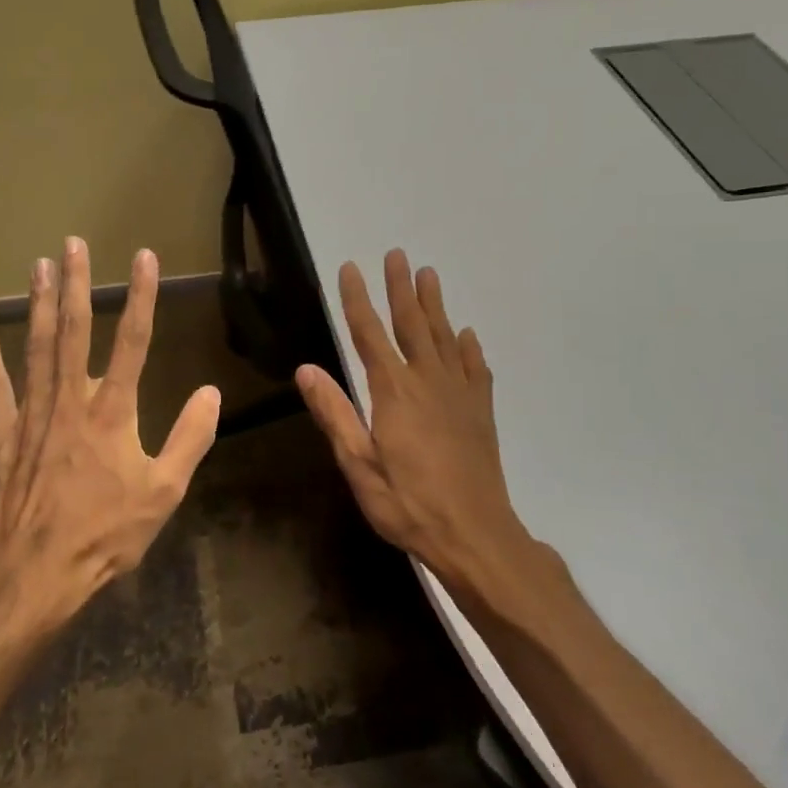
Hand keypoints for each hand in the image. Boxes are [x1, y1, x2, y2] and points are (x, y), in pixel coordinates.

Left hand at [0, 238, 221, 618]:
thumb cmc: (104, 534)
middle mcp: (72, 399)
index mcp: (114, 412)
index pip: (134, 342)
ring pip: (37, 346)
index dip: (142, 297)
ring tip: (39, 264)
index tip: (144, 257)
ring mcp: (32, 412)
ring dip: (40, 303)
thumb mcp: (163, 493)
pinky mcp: (2, 431)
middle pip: (76, 331)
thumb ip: (190, 439)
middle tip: (73, 244)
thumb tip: (211, 392)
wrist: (33, 571)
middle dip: (77, 284)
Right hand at [295, 250, 551, 591]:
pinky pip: (475, 368)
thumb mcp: (359, 465)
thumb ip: (335, 414)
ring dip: (434, 305)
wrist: (475, 534)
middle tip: (398, 254)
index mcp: (393, 392)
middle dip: (401, 288)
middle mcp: (428, 381)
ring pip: (444, 337)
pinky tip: (466, 334)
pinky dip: (468, 347)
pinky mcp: (480, 411)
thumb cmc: (408, 503)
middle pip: (412, 324)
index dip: (358, 300)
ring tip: (429, 274)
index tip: (351, 268)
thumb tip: (306, 369)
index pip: (369, 334)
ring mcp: (459, 394)